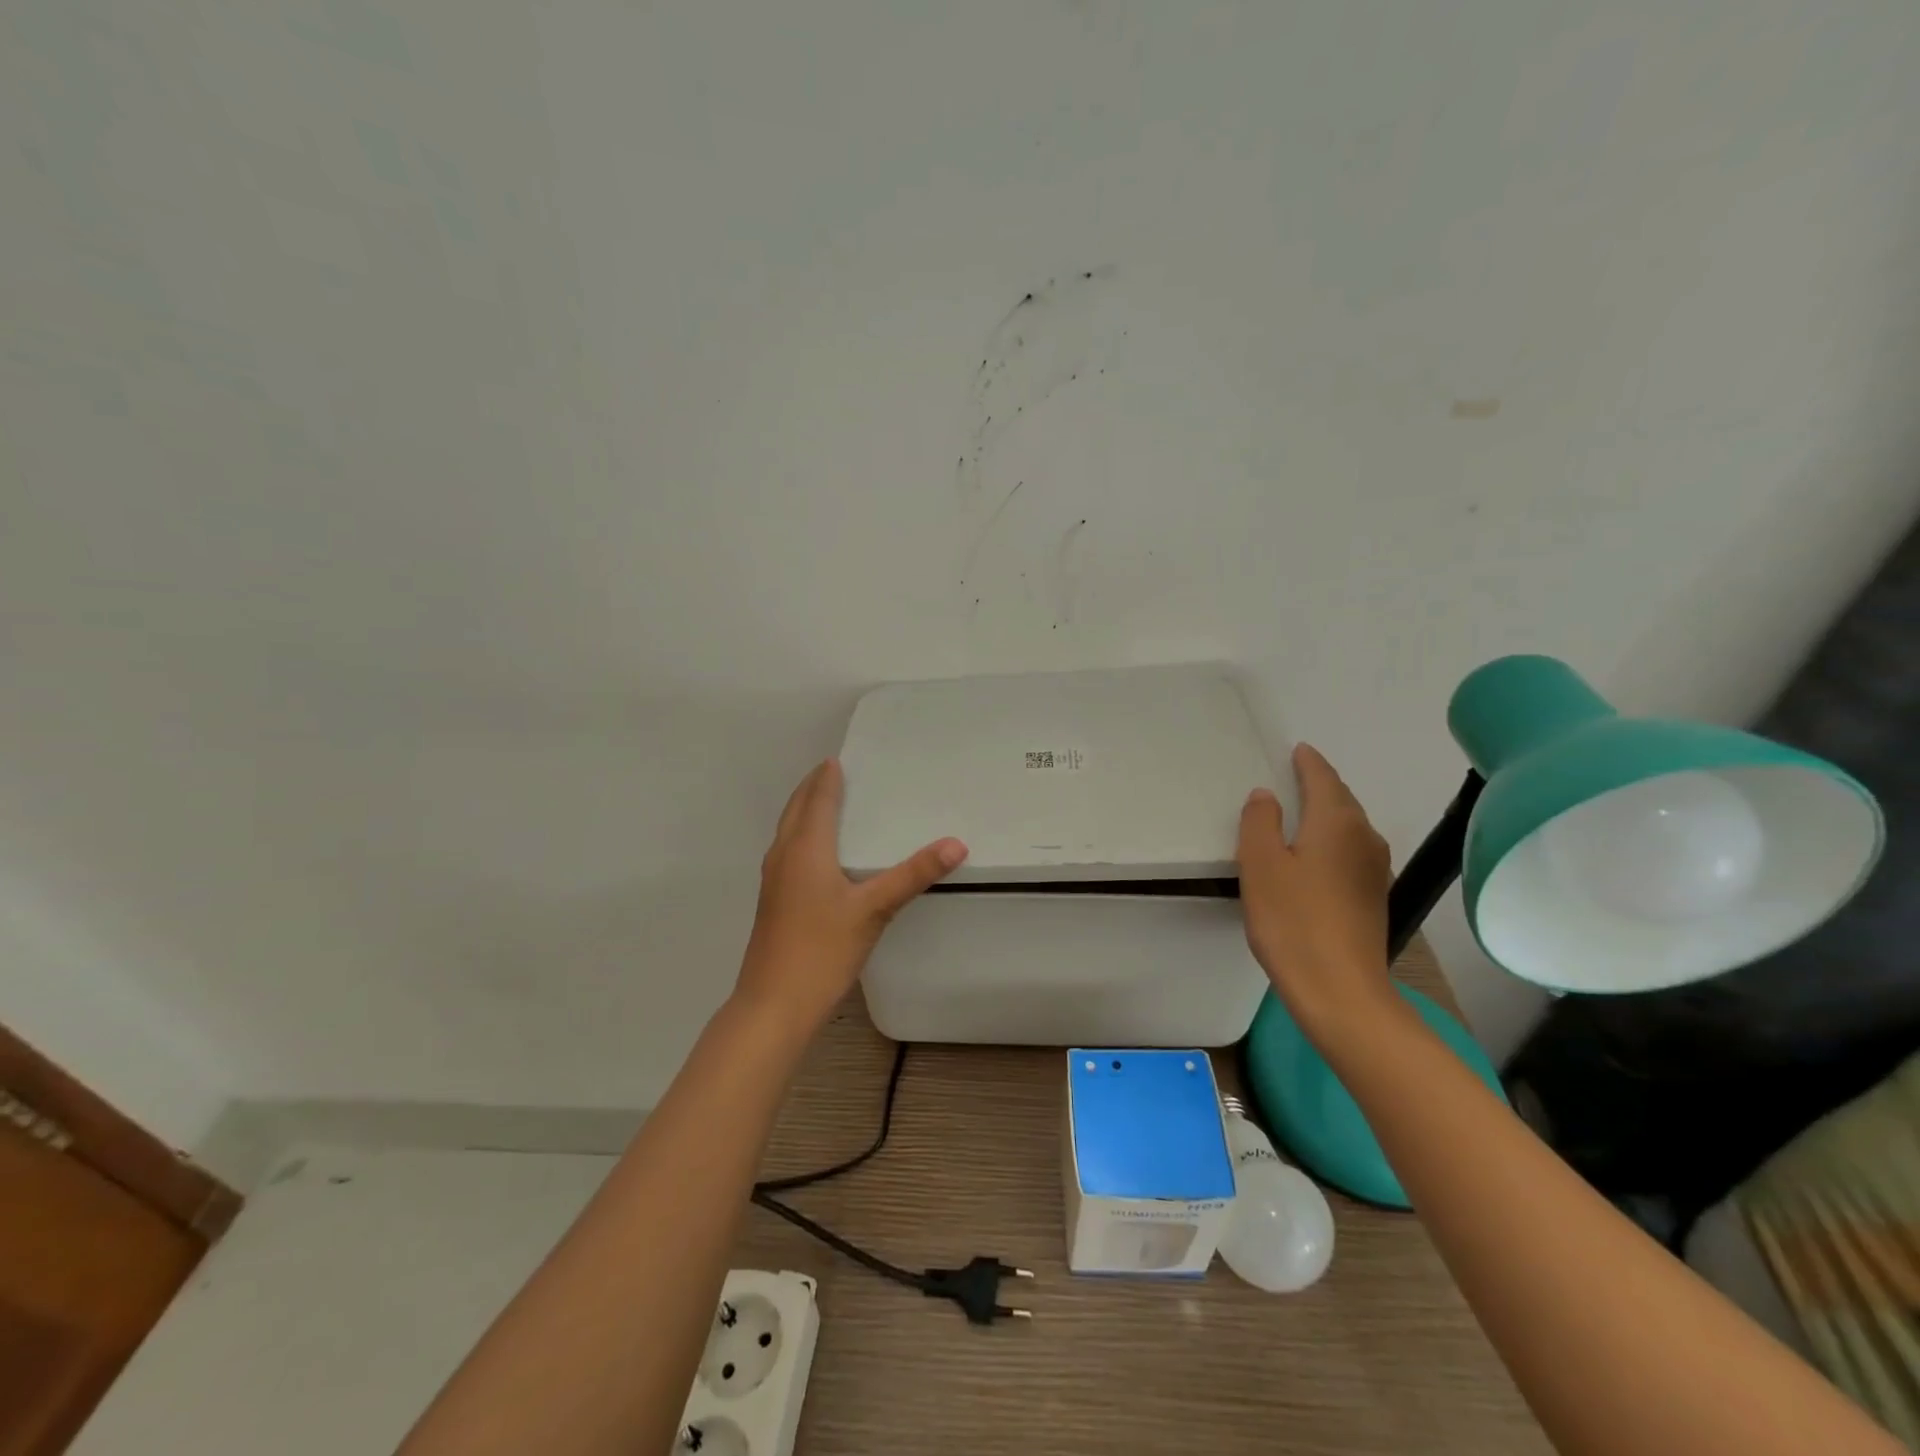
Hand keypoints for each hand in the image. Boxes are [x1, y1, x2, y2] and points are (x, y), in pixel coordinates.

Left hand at [736, 759, 966, 1026]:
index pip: (818, 799)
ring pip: (788, 830)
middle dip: (813, 787)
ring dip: (804, 810)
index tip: (840, 758)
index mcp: (805, 848)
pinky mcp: (773, 900)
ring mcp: (774, 880)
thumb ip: (913, 875)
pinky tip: (819, 854)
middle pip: (796, 809)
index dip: (828, 777)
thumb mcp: (874, 910)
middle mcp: (784, 856)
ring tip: (827, 802)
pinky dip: (802, 834)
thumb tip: (955, 844)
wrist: (773, 1005)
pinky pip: (787, 850)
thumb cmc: (822, 950)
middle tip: (834, 771)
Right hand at [1238, 743, 1394, 1039]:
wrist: (1341, 990)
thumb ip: (1259, 822)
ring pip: (1349, 826)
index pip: (1323, 778)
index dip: (1308, 762)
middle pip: (1342, 799)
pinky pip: (1351, 851)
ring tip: (1300, 812)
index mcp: (1337, 822)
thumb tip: (1266, 795)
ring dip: (1327, 813)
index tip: (1298, 749)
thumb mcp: (1260, 864)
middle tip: (1294, 776)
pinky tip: (1315, 855)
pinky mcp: (1373, 897)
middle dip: (1320, 784)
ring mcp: (1375, 869)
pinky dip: (1332, 840)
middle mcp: (1364, 838)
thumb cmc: (1292, 920)